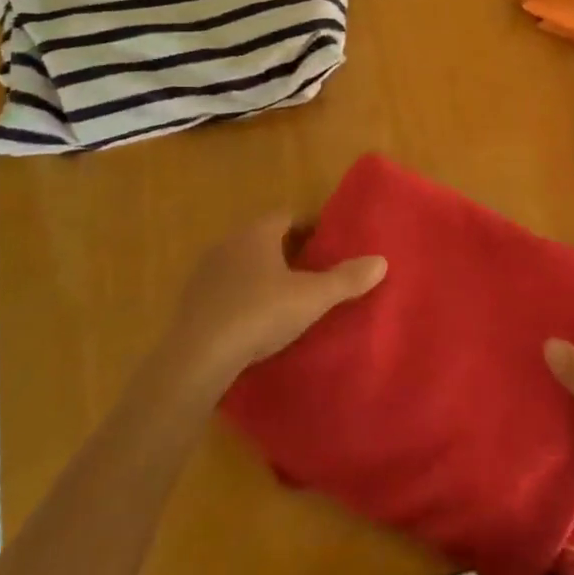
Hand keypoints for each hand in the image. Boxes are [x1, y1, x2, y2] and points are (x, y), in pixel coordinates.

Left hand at [163, 214, 386, 397]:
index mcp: (256, 233)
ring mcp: (205, 274)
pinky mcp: (191, 304)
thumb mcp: (312, 298)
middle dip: (289, 252)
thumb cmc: (259, 314)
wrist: (196, 358)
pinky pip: (226, 290)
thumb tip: (381, 261)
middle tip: (315, 271)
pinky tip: (257, 322)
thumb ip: (346, 279)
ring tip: (289, 298)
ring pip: (243, 264)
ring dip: (264, 275)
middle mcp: (228, 244)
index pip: (288, 216)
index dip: (311, 227)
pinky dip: (244, 298)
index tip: (330, 244)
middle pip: (264, 239)